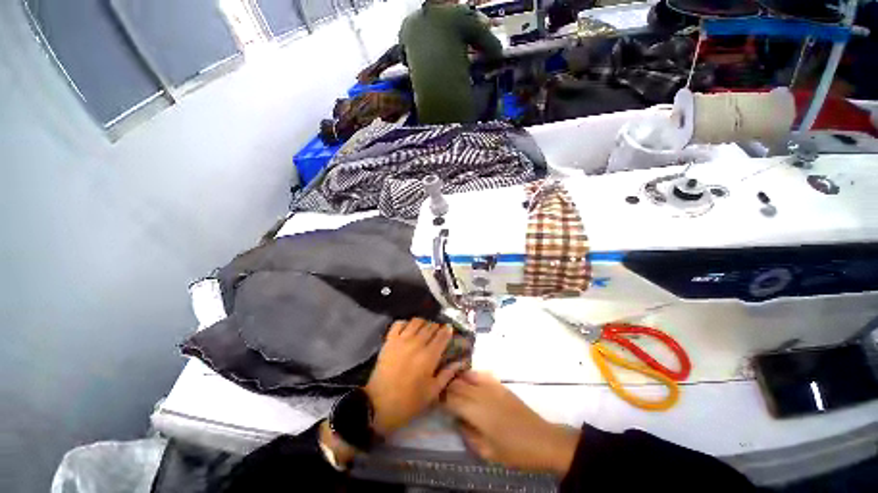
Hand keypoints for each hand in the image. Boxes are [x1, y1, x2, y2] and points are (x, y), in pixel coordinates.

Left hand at [365, 319, 460, 436]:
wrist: (378, 404)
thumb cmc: (408, 402)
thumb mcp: (432, 392)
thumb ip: (447, 375)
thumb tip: (459, 362)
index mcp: (429, 356)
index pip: (442, 335)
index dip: (448, 330)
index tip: (450, 329)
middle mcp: (417, 343)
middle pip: (430, 326)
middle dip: (437, 327)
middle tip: (438, 332)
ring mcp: (401, 339)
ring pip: (416, 321)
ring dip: (423, 323)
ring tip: (424, 329)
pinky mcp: (389, 340)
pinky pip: (399, 323)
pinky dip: (405, 323)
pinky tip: (408, 329)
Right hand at [443, 371, 579, 475]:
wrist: (541, 440)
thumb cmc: (514, 451)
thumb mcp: (487, 452)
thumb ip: (468, 434)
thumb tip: (457, 420)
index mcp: (476, 412)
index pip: (451, 400)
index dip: (441, 400)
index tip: (434, 401)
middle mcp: (481, 394)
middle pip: (457, 385)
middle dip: (446, 389)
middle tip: (439, 394)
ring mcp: (491, 387)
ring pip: (467, 377)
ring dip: (456, 380)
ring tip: (449, 384)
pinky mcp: (499, 385)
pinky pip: (481, 375)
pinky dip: (470, 374)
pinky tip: (466, 377)